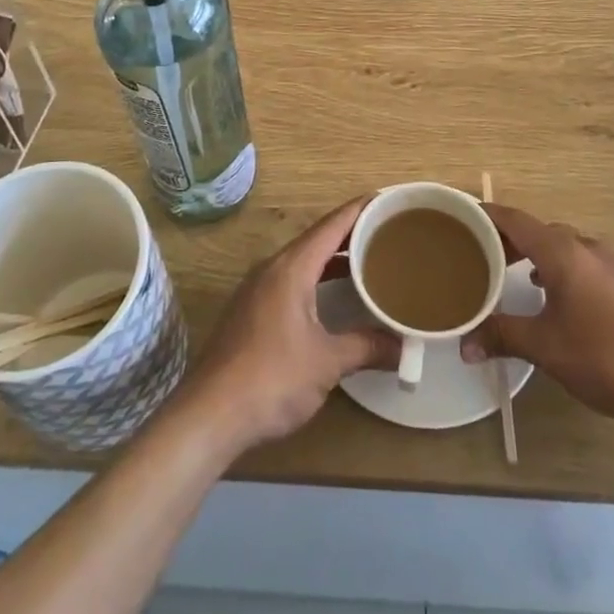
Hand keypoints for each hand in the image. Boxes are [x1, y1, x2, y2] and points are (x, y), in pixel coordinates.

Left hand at [180, 197, 398, 455]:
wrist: (209, 414)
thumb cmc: (272, 378)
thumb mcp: (327, 362)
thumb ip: (366, 347)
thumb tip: (404, 348)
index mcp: (291, 268)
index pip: (331, 226)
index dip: (359, 210)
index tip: (386, 199)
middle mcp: (271, 269)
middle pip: (317, 239)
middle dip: (351, 234)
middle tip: (386, 232)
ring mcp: (257, 290)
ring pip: (302, 261)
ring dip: (333, 259)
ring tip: (367, 261)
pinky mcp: (250, 312)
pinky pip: (290, 280)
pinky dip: (316, 279)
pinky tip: (332, 297)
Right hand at [462, 203, 613, 433]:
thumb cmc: (607, 356)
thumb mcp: (546, 348)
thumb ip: (503, 337)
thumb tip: (464, 346)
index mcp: (561, 251)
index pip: (514, 219)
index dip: (485, 216)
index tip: (458, 217)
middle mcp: (585, 248)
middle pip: (537, 230)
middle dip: (506, 238)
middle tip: (476, 253)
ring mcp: (610, 265)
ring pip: (561, 247)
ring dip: (533, 255)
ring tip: (509, 274)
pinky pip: (579, 264)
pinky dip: (556, 269)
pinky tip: (553, 296)